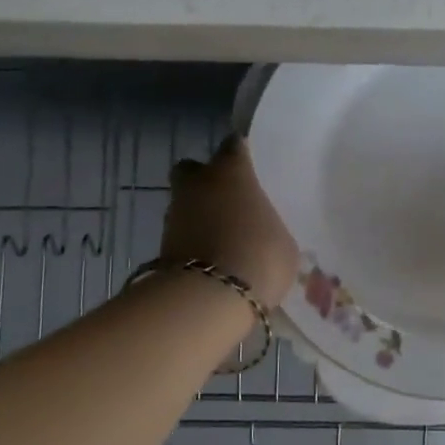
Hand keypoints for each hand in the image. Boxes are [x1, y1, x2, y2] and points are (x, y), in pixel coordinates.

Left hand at [164, 137, 298, 308]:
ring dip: (199, 216)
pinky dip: (193, 244)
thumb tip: (263, 232)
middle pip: (192, 169)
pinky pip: (182, 235)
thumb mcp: (283, 243)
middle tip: (226, 201)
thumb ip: (270, 228)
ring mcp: (175, 214)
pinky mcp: (161, 246)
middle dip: (203, 180)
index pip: (233, 146)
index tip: (249, 166)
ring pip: (185, 204)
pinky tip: (212, 260)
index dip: (240, 154)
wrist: (209, 298)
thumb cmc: (259, 256)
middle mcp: (198, 184)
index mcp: (232, 171)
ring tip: (223, 239)